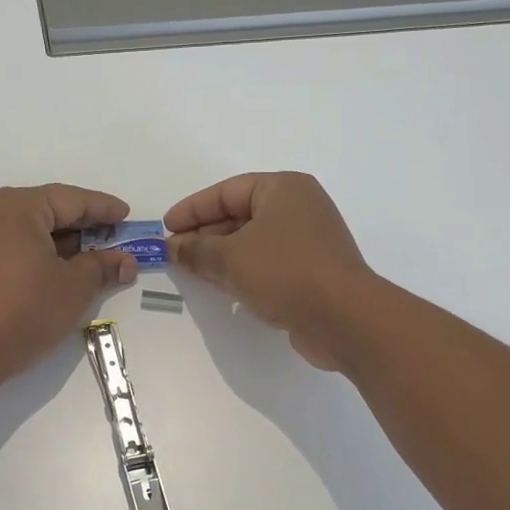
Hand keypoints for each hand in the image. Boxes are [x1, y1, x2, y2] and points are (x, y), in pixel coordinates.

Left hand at [0, 184, 137, 384]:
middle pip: (46, 211)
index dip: (103, 208)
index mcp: (17, 207)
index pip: (71, 200)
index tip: (126, 215)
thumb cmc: (25, 311)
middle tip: (113, 239)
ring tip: (90, 259)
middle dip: (82, 227)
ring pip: (27, 231)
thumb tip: (126, 262)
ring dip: (59, 244)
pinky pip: (9, 247)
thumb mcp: (74, 287)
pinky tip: (55, 272)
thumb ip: (102, 267)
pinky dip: (36, 255)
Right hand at [163, 172, 374, 369]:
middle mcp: (299, 209)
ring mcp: (307, 242)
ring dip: (220, 255)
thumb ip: (196, 250)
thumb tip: (171, 247)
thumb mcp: (230, 258)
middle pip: (239, 216)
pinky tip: (219, 287)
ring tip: (189, 270)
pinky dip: (241, 271)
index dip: (193, 209)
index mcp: (284, 190)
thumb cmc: (285, 272)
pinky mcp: (310, 273)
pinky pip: (266, 264)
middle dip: (204, 234)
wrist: (344, 319)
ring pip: (252, 242)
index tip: (166, 228)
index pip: (227, 191)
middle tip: (174, 252)